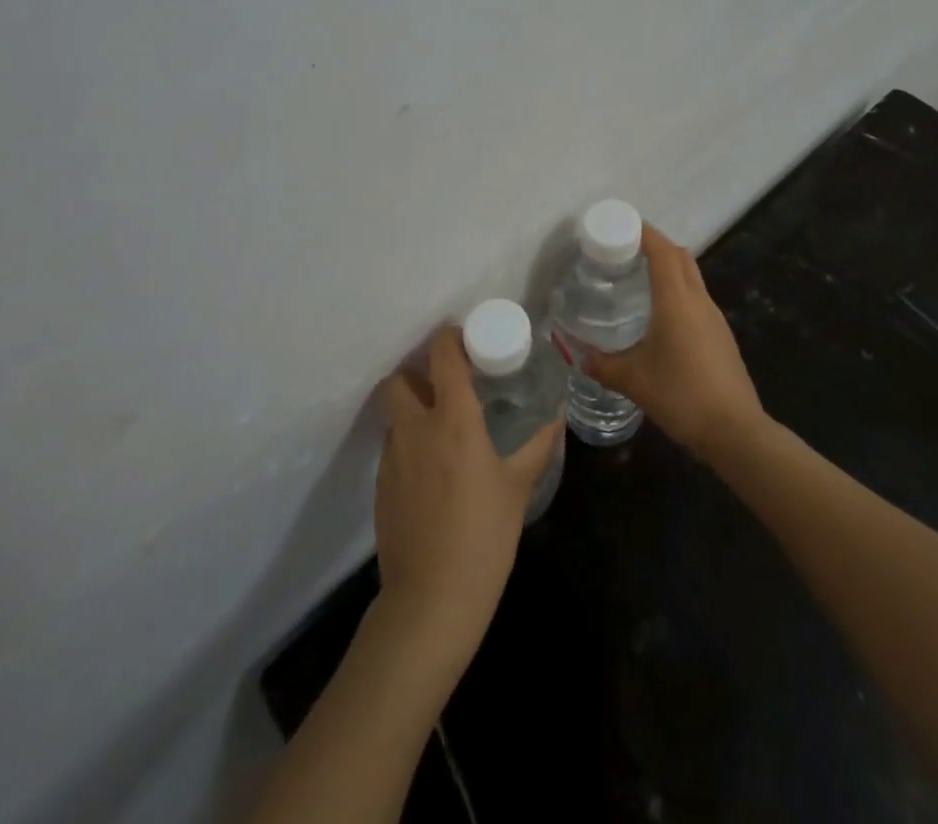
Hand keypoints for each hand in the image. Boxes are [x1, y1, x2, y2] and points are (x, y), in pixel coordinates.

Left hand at [374, 324, 561, 660]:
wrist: (432, 600)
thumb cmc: (484, 537)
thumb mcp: (518, 487)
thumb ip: (538, 445)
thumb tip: (558, 415)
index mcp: (454, 420)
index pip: (442, 356)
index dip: (449, 338)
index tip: (464, 338)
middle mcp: (416, 428)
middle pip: (398, 380)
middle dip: (416, 373)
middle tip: (444, 383)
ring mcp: (392, 458)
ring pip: (392, 414)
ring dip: (410, 408)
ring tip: (438, 425)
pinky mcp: (380, 486)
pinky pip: (391, 447)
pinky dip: (406, 442)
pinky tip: (430, 468)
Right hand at [585, 224, 765, 461]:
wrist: (735, 430)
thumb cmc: (681, 396)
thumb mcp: (633, 381)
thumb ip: (602, 365)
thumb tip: (578, 356)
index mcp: (677, 300)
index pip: (663, 250)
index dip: (644, 232)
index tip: (621, 224)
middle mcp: (699, 300)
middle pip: (680, 256)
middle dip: (656, 245)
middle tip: (625, 250)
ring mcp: (714, 317)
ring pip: (692, 277)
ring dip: (669, 268)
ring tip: (638, 279)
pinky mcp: (721, 335)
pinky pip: (697, 298)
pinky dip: (678, 291)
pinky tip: (660, 315)